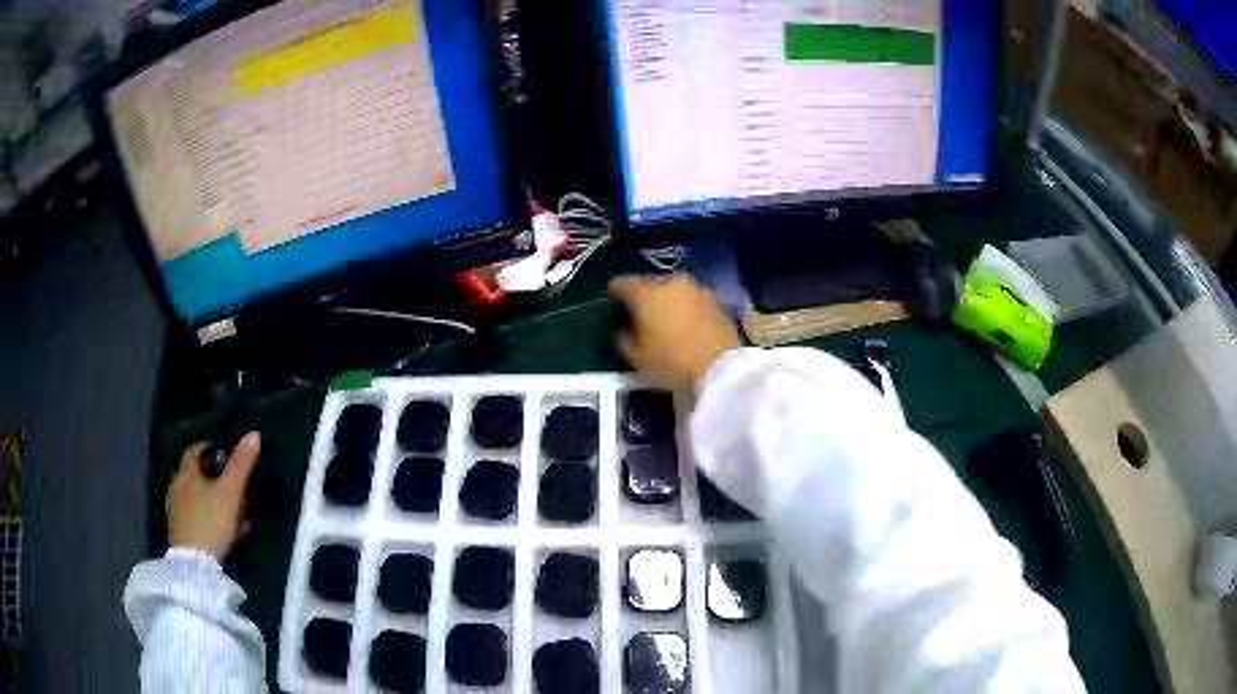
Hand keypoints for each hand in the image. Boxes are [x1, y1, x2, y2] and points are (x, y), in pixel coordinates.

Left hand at [166, 432, 260, 559]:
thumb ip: (241, 465)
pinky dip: (210, 518)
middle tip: (237, 489)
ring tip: (235, 514)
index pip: (196, 450)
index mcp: (186, 472)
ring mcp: (176, 511)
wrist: (194, 565)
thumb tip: (254, 434)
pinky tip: (224, 531)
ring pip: (197, 497)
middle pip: (197, 475)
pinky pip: (196, 516)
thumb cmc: (211, 521)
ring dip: (215, 501)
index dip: (212, 449)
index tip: (229, 457)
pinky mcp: (180, 531)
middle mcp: (176, 486)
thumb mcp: (230, 492)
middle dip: (216, 479)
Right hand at [610, 274, 741, 388]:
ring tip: (665, 317)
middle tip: (639, 311)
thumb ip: (623, 338)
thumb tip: (623, 328)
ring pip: (674, 290)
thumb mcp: (636, 358)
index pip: (622, 284)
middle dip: (643, 295)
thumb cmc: (672, 362)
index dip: (615, 292)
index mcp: (646, 294)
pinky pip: (693, 301)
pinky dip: (686, 308)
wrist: (720, 367)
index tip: (613, 301)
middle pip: (649, 284)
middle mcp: (670, 283)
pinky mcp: (716, 301)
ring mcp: (696, 289)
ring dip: (667, 300)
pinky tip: (687, 324)